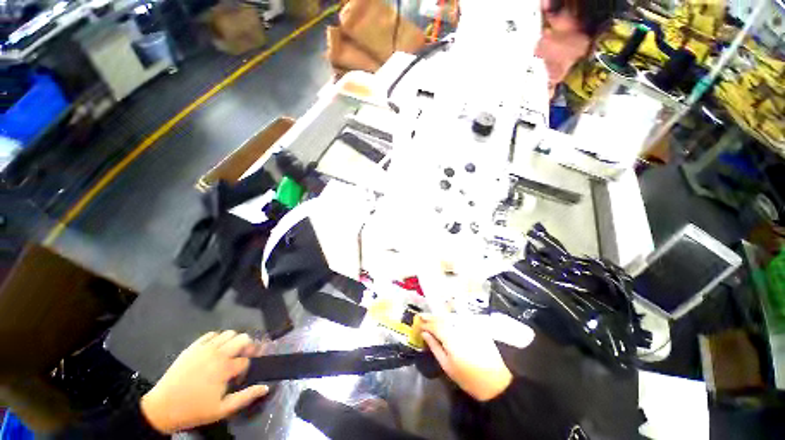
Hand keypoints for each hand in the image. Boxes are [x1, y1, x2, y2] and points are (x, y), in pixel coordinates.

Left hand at [140, 331, 268, 433]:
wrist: (161, 408)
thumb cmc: (194, 410)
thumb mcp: (222, 410)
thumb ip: (246, 397)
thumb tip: (266, 387)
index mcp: (225, 368)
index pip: (247, 359)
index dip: (249, 366)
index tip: (245, 373)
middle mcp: (217, 353)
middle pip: (243, 339)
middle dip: (248, 346)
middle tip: (244, 357)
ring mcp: (204, 348)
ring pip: (229, 333)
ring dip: (234, 341)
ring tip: (230, 353)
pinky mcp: (193, 347)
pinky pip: (212, 334)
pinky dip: (218, 338)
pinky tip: (215, 350)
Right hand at [419, 314, 512, 400]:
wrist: (496, 382)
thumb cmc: (468, 378)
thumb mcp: (447, 366)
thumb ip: (435, 347)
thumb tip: (424, 334)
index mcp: (450, 337)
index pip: (434, 325)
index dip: (424, 323)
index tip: (417, 324)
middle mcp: (459, 327)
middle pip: (441, 317)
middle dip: (430, 317)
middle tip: (422, 317)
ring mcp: (469, 325)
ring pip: (450, 316)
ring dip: (439, 316)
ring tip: (432, 319)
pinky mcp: (477, 326)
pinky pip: (460, 317)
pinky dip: (451, 318)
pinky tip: (447, 320)